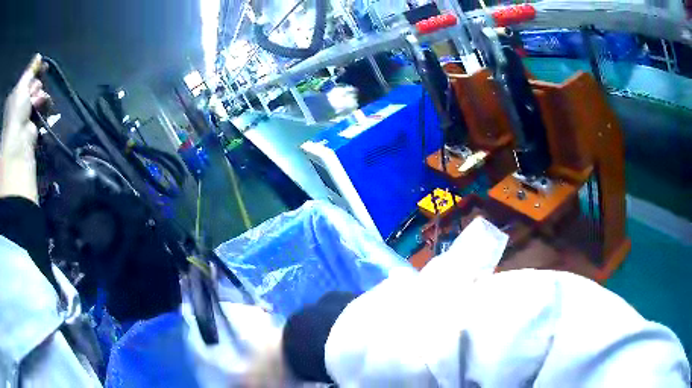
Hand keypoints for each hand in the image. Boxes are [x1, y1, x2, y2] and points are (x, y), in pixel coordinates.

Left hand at [0, 54, 50, 202]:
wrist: (16, 152)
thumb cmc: (13, 115)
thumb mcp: (21, 84)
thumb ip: (29, 69)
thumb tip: (37, 57)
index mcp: (9, 103)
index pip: (19, 82)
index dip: (28, 73)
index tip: (37, 65)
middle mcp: (10, 113)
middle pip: (24, 90)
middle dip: (32, 84)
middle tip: (36, 85)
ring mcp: (16, 125)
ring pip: (29, 100)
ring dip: (36, 94)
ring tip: (39, 96)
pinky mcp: (23, 134)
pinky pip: (32, 113)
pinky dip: (38, 106)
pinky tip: (42, 103)